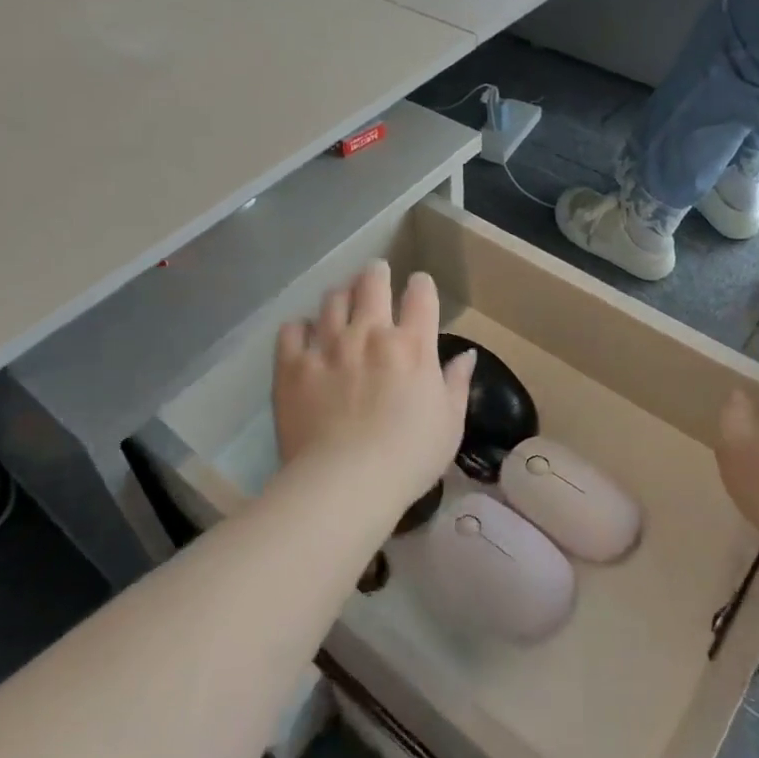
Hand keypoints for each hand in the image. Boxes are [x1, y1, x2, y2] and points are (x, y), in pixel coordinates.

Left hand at [272, 261, 475, 514]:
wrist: (345, 484)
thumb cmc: (408, 458)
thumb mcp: (449, 424)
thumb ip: (456, 384)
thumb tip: (466, 356)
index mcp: (412, 345)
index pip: (420, 294)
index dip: (420, 285)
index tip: (417, 288)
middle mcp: (369, 333)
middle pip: (372, 282)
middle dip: (376, 273)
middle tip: (375, 275)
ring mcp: (327, 345)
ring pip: (332, 298)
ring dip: (341, 295)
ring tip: (341, 301)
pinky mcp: (292, 365)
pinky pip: (292, 329)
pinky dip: (300, 327)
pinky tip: (304, 335)